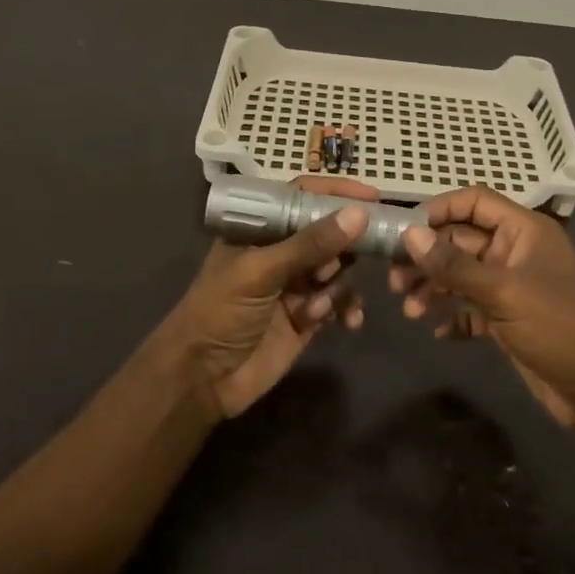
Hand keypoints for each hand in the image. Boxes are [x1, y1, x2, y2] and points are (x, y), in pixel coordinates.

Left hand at [158, 177, 374, 418]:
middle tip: (353, 257)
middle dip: (345, 245)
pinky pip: (340, 302)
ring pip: (338, 269)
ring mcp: (296, 285)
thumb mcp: (261, 272)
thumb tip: (359, 214)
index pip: (302, 198)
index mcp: (260, 230)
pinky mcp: (308, 316)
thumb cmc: (220, 312)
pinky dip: (348, 308)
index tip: (372, 197)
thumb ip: (310, 244)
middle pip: (328, 232)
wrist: (202, 380)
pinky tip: (349, 322)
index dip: (335, 193)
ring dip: (339, 285)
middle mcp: (281, 252)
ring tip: (319, 306)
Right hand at [391, 186, 574, 433]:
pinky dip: (453, 316)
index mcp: (524, 231)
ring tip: (409, 311)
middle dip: (428, 257)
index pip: (475, 202)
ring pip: (462, 276)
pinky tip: (438, 332)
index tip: (404, 232)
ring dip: (434, 289)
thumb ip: (454, 265)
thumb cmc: (559, 327)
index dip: (439, 210)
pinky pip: (471, 308)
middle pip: (462, 240)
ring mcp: (512, 287)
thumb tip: (409, 235)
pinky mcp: (509, 320)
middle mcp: (516, 252)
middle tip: (394, 280)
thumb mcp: (504, 292)